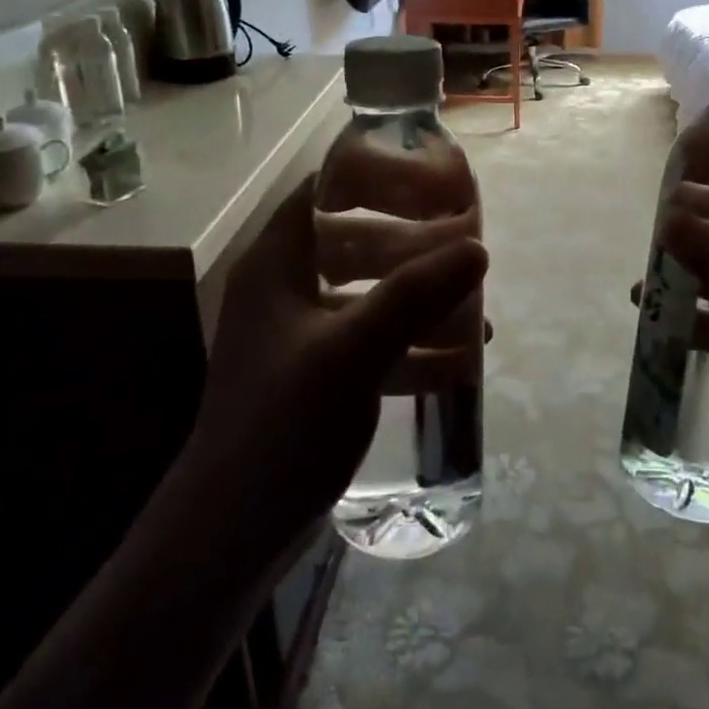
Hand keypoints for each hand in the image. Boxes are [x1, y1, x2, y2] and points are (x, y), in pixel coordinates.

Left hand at [191, 175, 487, 547]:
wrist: (231, 533)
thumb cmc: (283, 424)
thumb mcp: (354, 352)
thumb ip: (415, 296)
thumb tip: (477, 249)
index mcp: (276, 264)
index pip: (322, 191)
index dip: (374, 176)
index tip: (430, 180)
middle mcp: (283, 289)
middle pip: (353, 240)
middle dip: (410, 240)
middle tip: (463, 239)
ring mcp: (298, 336)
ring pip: (366, 293)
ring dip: (416, 295)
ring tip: (471, 301)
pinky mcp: (313, 377)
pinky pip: (369, 342)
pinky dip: (408, 344)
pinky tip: (456, 361)